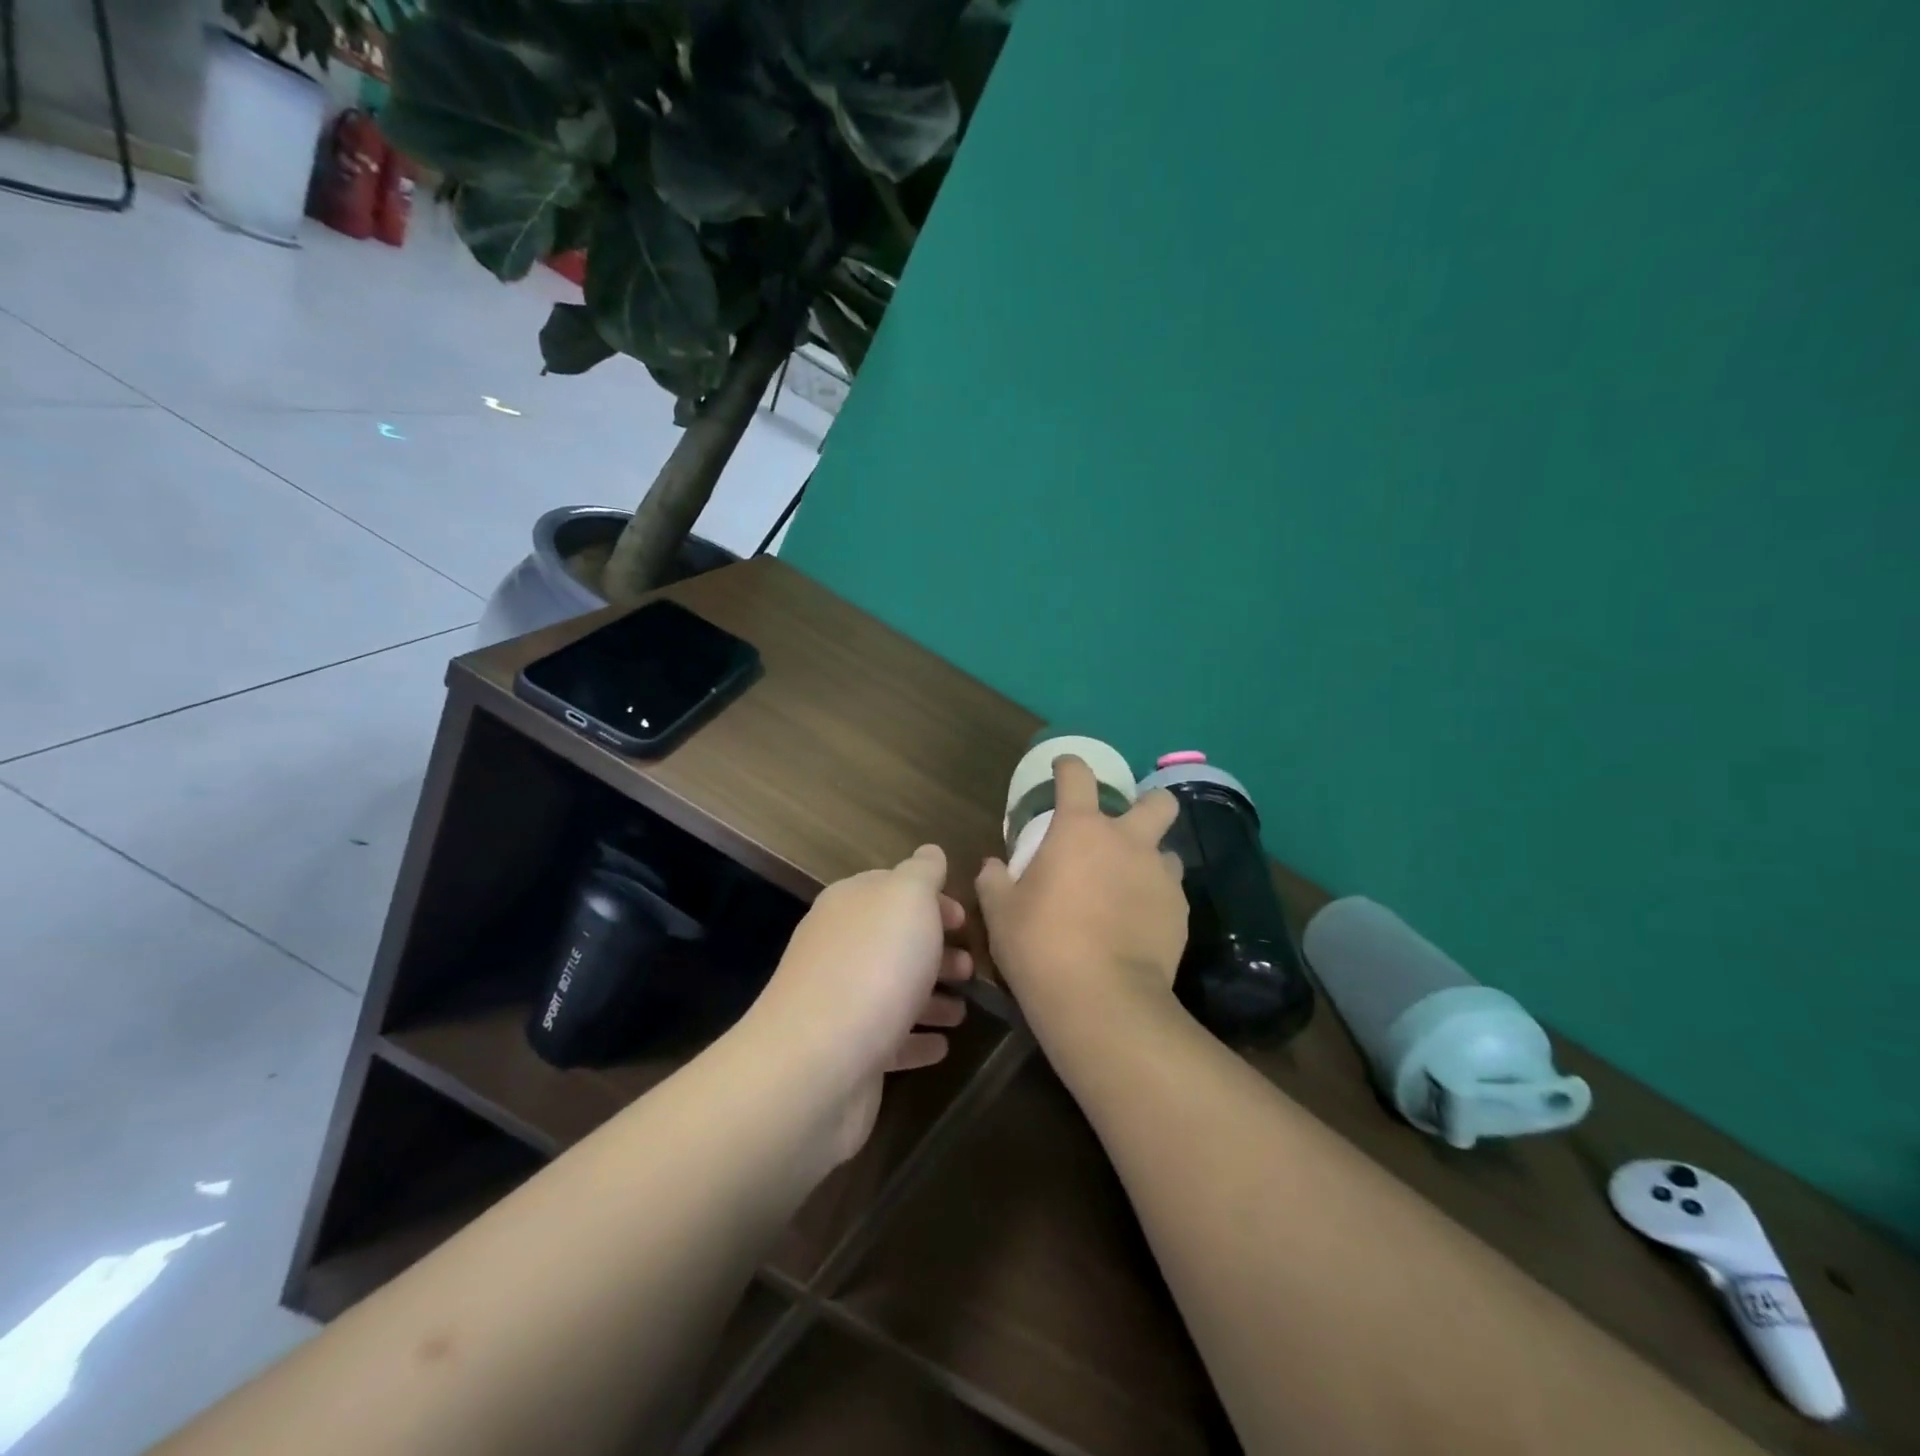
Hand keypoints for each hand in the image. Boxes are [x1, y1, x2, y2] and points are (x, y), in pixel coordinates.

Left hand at [747, 845, 971, 1164]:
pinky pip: (890, 1039)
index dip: (931, 899)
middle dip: (935, 950)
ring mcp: (841, 1002)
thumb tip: (930, 853)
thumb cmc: (874, 965)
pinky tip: (943, 1045)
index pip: (891, 888)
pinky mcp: (848, 1052)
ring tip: (964, 1010)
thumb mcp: (908, 899)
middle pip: (894, 941)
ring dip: (931, 996)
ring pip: (894, 990)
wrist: (819, 1062)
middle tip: (972, 967)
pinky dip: (917, 1038)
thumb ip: (923, 872)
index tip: (965, 920)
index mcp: (850, 904)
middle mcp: (840, 947)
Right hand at [976, 756, 1188, 1031]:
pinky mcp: (1179, 913)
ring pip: (1167, 851)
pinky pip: (1171, 893)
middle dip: (1146, 804)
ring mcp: (1160, 876)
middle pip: (1157, 801)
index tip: (1063, 768)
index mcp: (1081, 830)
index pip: (1078, 775)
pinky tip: (1138, 925)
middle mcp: (1128, 842)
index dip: (1069, 765)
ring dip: (1150, 859)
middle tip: (1123, 828)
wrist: (1101, 1000)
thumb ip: (994, 881)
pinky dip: (1155, 900)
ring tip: (1130, 886)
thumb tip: (992, 866)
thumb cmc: (1041, 944)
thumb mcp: (1001, 912)